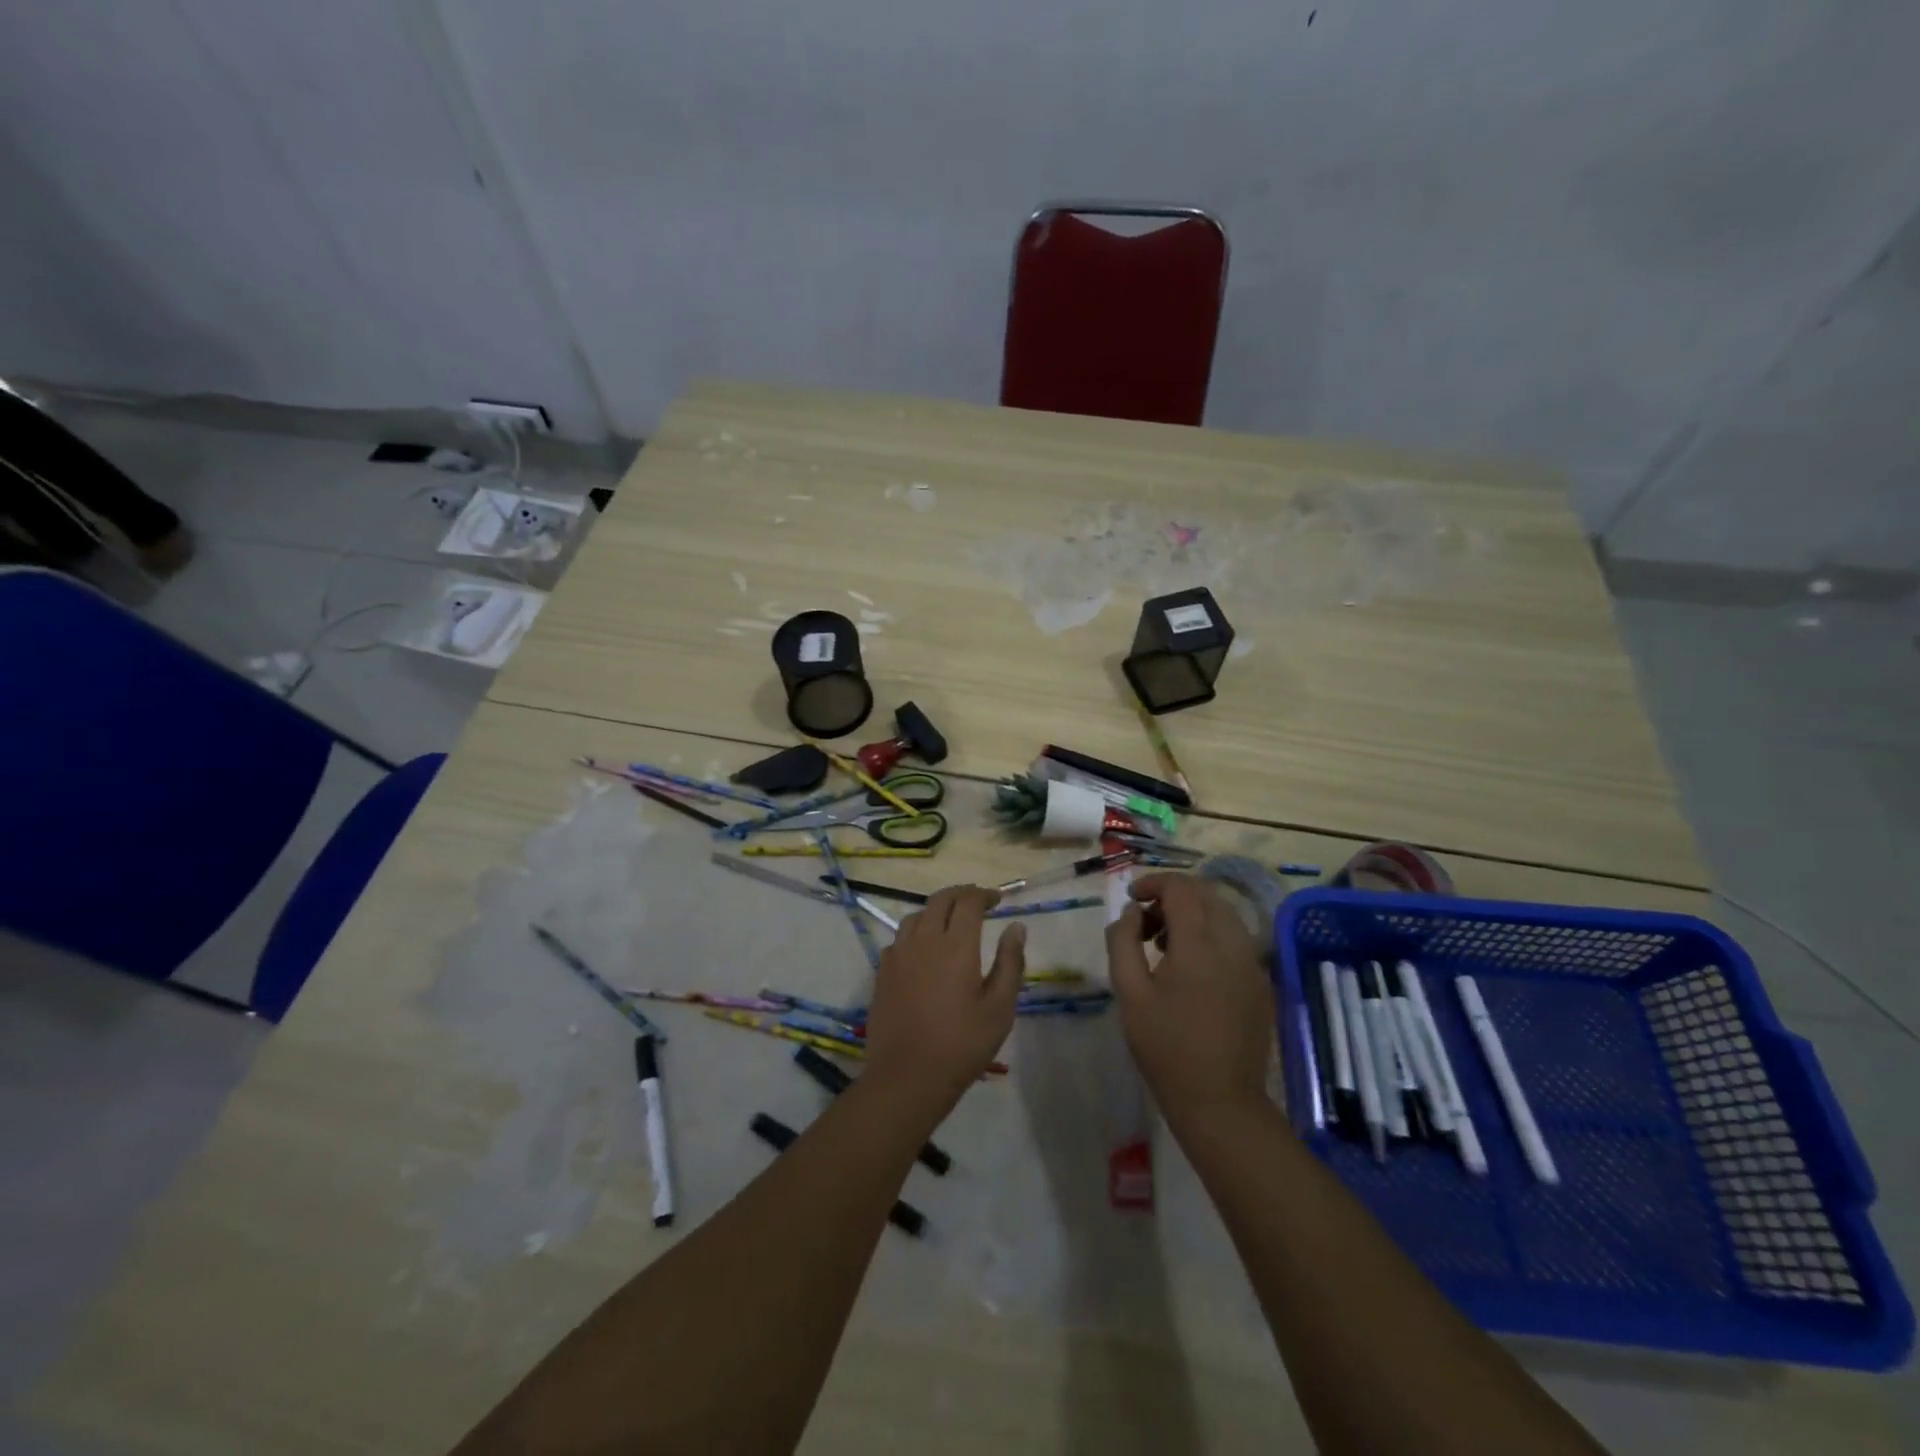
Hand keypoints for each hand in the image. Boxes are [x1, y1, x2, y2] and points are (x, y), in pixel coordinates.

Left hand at [864, 886, 1024, 1107]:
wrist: (907, 1076)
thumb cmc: (962, 1044)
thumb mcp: (999, 1008)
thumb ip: (1010, 962)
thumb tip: (1016, 927)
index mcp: (956, 945)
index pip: (969, 901)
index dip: (984, 894)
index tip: (998, 899)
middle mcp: (924, 940)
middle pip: (940, 900)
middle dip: (961, 894)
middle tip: (977, 902)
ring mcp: (899, 955)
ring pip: (916, 916)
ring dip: (936, 911)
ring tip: (950, 922)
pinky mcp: (882, 972)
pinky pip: (899, 939)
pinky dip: (916, 933)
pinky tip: (923, 950)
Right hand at [1106, 874, 1273, 1121]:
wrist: (1220, 1101)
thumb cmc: (1166, 1048)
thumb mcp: (1130, 994)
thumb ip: (1123, 942)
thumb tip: (1130, 913)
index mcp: (1199, 944)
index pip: (1181, 888)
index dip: (1153, 884)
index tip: (1132, 900)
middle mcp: (1233, 943)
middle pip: (1205, 894)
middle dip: (1172, 896)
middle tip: (1145, 922)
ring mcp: (1252, 962)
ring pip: (1223, 914)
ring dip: (1192, 914)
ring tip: (1163, 943)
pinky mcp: (1260, 981)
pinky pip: (1235, 938)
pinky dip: (1210, 933)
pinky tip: (1191, 966)